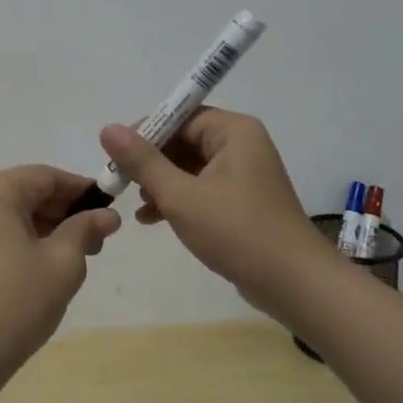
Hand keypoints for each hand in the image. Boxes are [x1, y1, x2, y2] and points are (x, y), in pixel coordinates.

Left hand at [0, 165, 121, 387]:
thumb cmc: (18, 301)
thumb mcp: (63, 262)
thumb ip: (85, 229)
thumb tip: (108, 215)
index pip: (46, 176)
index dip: (81, 189)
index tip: (111, 206)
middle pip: (30, 191)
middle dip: (67, 210)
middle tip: (101, 236)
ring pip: (18, 212)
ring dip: (51, 226)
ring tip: (84, 253)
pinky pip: (3, 230)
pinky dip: (30, 238)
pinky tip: (54, 261)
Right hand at [99, 109, 317, 312]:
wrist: (295, 285)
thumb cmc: (237, 232)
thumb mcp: (181, 196)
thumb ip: (143, 161)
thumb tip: (107, 128)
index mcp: (233, 131)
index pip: (179, 117)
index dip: (145, 134)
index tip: (116, 157)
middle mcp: (241, 144)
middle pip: (183, 140)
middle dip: (151, 162)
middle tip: (122, 183)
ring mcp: (244, 173)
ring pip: (190, 166)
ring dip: (161, 183)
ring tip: (138, 205)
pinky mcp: (243, 200)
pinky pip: (202, 187)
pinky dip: (179, 198)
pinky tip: (152, 219)